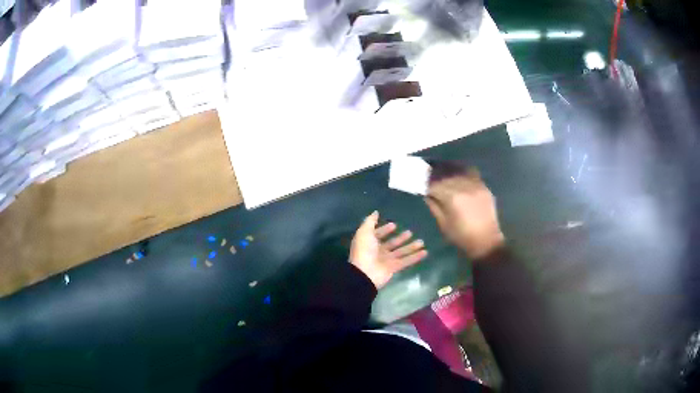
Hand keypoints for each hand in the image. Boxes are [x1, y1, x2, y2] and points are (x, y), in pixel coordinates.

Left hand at [349, 211, 427, 288]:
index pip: (378, 234)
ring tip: (421, 241)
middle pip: (392, 243)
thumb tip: (376, 212)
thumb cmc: (364, 250)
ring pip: (401, 252)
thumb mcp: (364, 232)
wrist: (365, 273)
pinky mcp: (394, 268)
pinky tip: (425, 252)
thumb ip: (370, 221)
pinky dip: (415, 257)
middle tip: (410, 232)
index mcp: (369, 242)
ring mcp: (387, 260)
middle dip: (400, 238)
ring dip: (411, 247)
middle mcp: (378, 251)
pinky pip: (406, 261)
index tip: (394, 224)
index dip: (385, 230)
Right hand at [425, 168, 504, 258]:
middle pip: (446, 175)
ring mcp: (476, 185)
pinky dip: (463, 171)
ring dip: (449, 171)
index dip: (427, 184)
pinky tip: (458, 174)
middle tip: (430, 177)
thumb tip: (427, 194)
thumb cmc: (462, 236)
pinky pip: (472, 173)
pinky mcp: (484, 187)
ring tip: (443, 173)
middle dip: (436, 176)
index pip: (435, 184)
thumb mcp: (443, 224)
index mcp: (452, 198)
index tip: (422, 185)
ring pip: (459, 171)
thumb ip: (434, 206)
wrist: (486, 241)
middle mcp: (463, 187)